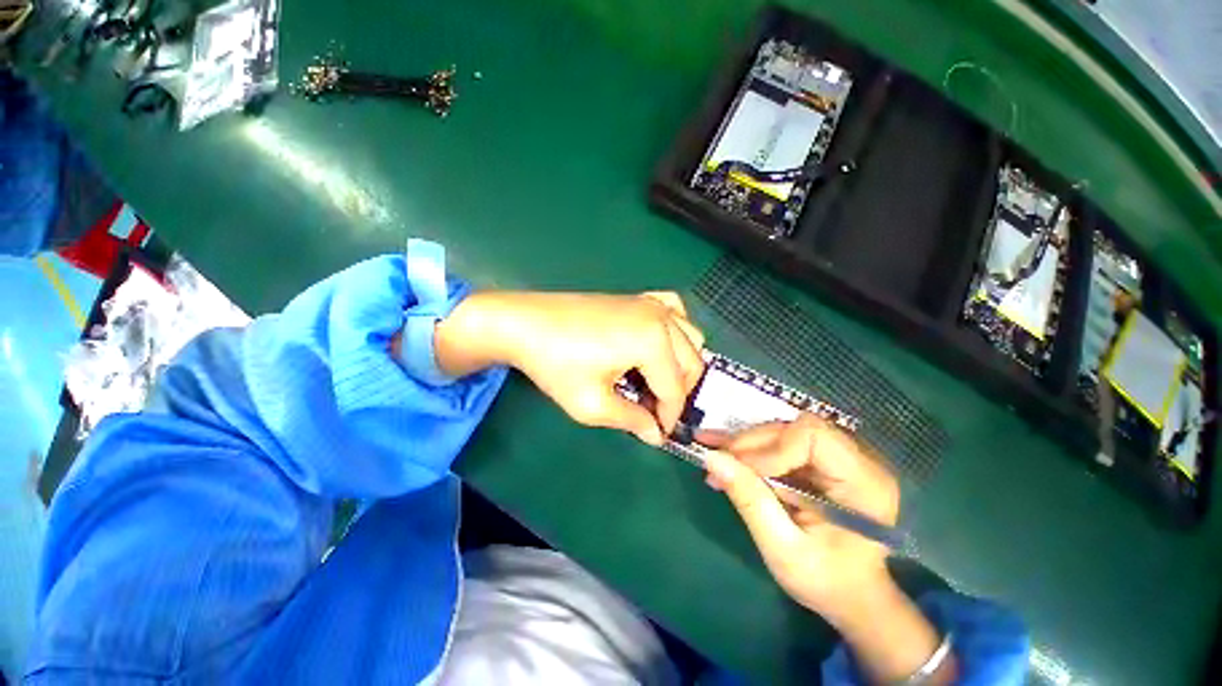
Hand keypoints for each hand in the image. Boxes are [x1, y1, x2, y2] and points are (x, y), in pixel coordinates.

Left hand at [434, 290, 705, 443]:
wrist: (525, 324)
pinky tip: (659, 343)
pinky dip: (676, 331)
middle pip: (691, 362)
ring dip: (680, 364)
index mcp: (653, 341)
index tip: (657, 434)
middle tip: (653, 411)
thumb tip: (656, 434)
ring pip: (690, 337)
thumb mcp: (592, 404)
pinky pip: (674, 311)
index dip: (668, 417)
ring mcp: (650, 303)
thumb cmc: (556, 365)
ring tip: (656, 382)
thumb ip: (632, 420)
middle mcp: (661, 318)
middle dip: (678, 392)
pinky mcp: (638, 298)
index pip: (675, 389)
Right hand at [698, 414, 898, 623]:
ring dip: (747, 444)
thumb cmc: (825, 582)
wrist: (851, 595)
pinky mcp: (823, 461)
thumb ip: (750, 501)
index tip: (741, 469)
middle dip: (751, 443)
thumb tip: (712, 458)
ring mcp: (841, 458)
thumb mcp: (784, 550)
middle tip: (717, 459)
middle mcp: (858, 461)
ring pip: (784, 431)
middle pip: (795, 429)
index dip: (772, 447)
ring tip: (715, 455)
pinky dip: (753, 450)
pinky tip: (728, 455)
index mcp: (863, 484)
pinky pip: (782, 443)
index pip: (813, 436)